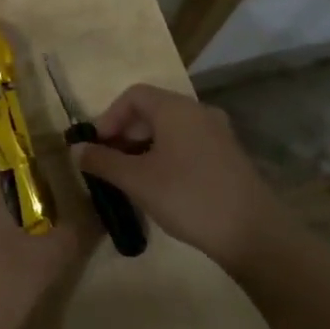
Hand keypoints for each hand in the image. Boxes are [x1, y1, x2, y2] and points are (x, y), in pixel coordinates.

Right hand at [76, 83, 297, 273]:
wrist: (253, 233)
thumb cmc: (188, 196)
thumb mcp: (136, 180)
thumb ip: (102, 161)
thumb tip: (76, 149)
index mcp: (176, 108)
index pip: (134, 95)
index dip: (109, 117)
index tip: (97, 146)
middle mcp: (199, 112)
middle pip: (152, 110)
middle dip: (125, 133)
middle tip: (109, 163)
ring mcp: (218, 133)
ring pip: (170, 129)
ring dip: (144, 146)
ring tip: (130, 177)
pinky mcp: (228, 156)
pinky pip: (188, 143)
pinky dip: (166, 155)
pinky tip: (160, 185)